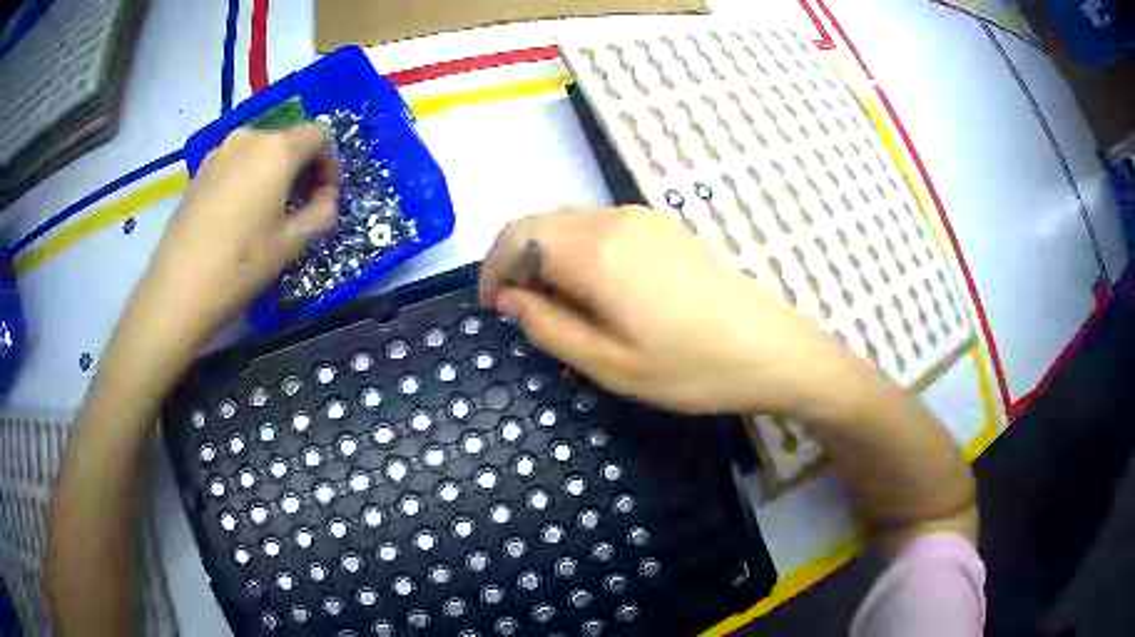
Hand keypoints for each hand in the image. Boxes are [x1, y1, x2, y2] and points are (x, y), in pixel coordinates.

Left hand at [143, 125, 338, 343]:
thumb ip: (321, 212)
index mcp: (278, 149)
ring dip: (273, 172)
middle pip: (287, 141)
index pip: (319, 136)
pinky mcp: (200, 169)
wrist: (180, 286)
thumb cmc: (241, 263)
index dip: (329, 162)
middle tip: (299, 206)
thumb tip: (326, 198)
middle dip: (300, 168)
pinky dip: (248, 177)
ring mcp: (221, 151)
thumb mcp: (292, 243)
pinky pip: (236, 162)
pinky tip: (240, 213)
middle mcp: (250, 137)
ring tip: (267, 210)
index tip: (324, 195)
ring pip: (260, 151)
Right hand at [479, 205, 843, 414]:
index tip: (491, 308)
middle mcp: (614, 219)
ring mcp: (642, 218)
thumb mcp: (609, 365)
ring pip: (568, 222)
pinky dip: (577, 249)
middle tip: (518, 309)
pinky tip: (594, 287)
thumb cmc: (691, 368)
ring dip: (545, 254)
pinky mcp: (663, 225)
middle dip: (514, 259)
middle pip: (539, 222)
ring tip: (555, 304)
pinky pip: (599, 226)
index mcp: (595, 252)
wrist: (772, 348)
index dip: (491, 269)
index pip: (516, 238)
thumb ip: (548, 326)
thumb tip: (509, 298)